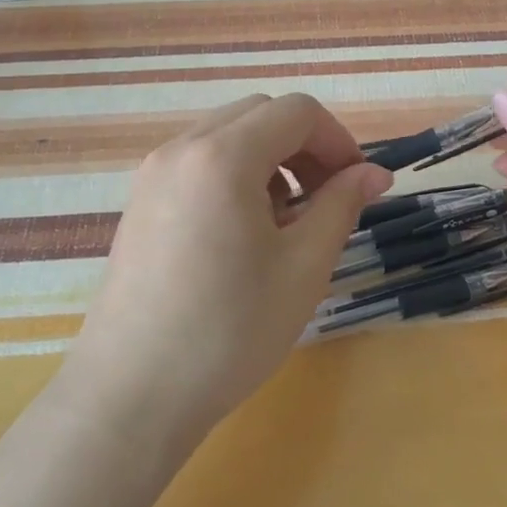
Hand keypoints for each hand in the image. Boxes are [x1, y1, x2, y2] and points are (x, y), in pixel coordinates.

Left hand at [68, 94, 392, 451]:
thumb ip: (342, 205)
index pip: (297, 111)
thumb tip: (375, 173)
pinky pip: (199, 162)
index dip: (338, 140)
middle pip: (260, 114)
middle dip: (305, 145)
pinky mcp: (140, 202)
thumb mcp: (304, 267)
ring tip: (286, 221)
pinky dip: (235, 175)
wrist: (131, 395)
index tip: (357, 186)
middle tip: (327, 199)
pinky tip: (243, 233)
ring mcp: (153, 174)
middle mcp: (182, 148)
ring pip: (228, 136)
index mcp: (223, 156)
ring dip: (270, 159)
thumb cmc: (229, 330)